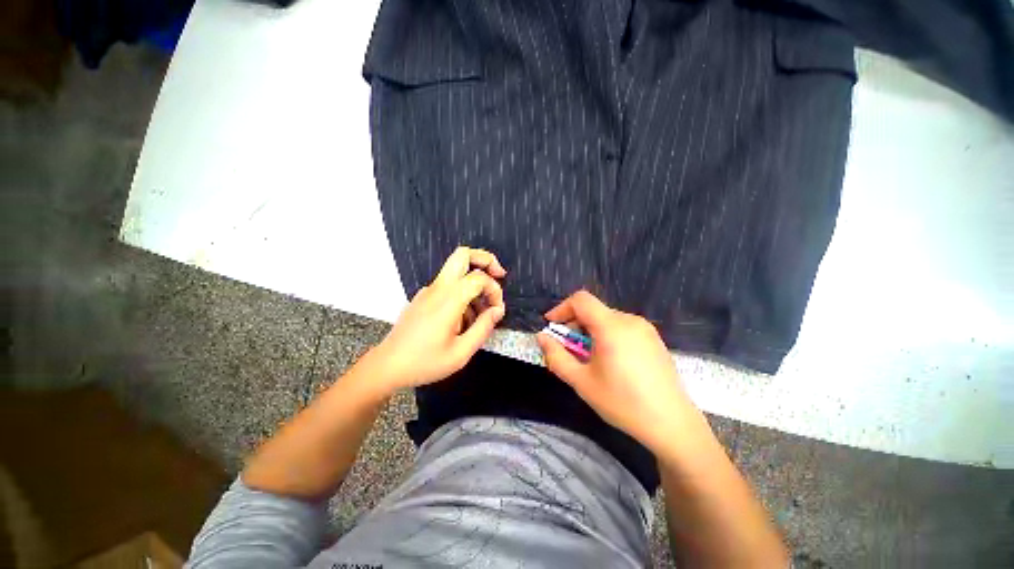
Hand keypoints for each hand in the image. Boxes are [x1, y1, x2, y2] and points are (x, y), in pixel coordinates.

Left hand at [367, 247, 506, 393]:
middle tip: (499, 275)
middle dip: (485, 260)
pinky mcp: (423, 297)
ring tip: (480, 314)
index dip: (494, 290)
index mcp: (448, 300)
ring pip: (457, 270)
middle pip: (463, 255)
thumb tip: (498, 310)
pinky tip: (463, 321)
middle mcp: (437, 288)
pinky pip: (448, 286)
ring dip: (475, 283)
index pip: (479, 277)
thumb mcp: (461, 353)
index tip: (497, 310)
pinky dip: (463, 294)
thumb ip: (483, 328)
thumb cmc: (425, 362)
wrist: (387, 366)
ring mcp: (428, 291)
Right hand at [537, 290, 693, 452]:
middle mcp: (630, 320)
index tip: (551, 325)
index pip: (581, 300)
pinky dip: (607, 335)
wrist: (672, 424)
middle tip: (568, 349)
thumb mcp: (582, 382)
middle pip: (593, 310)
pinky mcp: (654, 339)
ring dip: (590, 331)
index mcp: (612, 327)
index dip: (561, 308)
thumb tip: (541, 337)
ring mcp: (645, 329)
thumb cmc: (623, 403)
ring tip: (589, 358)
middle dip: (575, 324)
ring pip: (607, 319)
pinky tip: (610, 361)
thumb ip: (557, 357)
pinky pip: (622, 327)